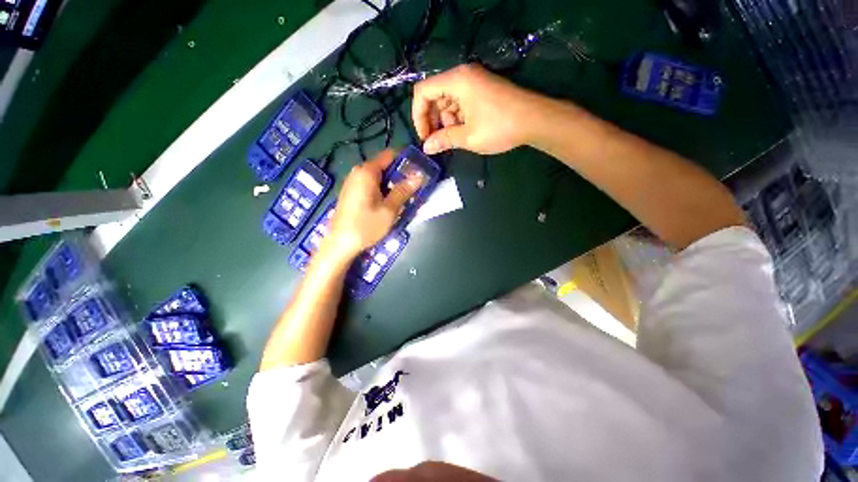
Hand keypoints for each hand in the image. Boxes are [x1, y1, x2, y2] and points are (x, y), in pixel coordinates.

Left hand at [325, 150, 421, 260]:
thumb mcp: (389, 209)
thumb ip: (403, 190)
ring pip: (377, 177)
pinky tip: (388, 204)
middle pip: (383, 166)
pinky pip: (370, 185)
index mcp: (366, 172)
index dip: (405, 160)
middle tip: (413, 188)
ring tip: (404, 198)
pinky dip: (381, 191)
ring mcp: (352, 183)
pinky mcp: (351, 193)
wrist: (340, 244)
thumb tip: (419, 175)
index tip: (418, 170)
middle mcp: (357, 172)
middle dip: (399, 175)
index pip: (389, 155)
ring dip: (391, 185)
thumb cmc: (366, 226)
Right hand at [412, 64, 543, 154]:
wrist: (535, 120)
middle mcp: (462, 76)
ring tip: (453, 138)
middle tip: (436, 142)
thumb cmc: (500, 127)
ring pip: (446, 101)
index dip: (418, 116)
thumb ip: (444, 140)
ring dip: (445, 121)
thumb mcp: (468, 137)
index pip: (422, 92)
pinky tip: (463, 132)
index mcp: (456, 81)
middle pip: (434, 95)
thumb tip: (427, 148)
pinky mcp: (481, 90)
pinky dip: (456, 118)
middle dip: (432, 120)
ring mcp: (473, 82)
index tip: (425, 137)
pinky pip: (459, 102)